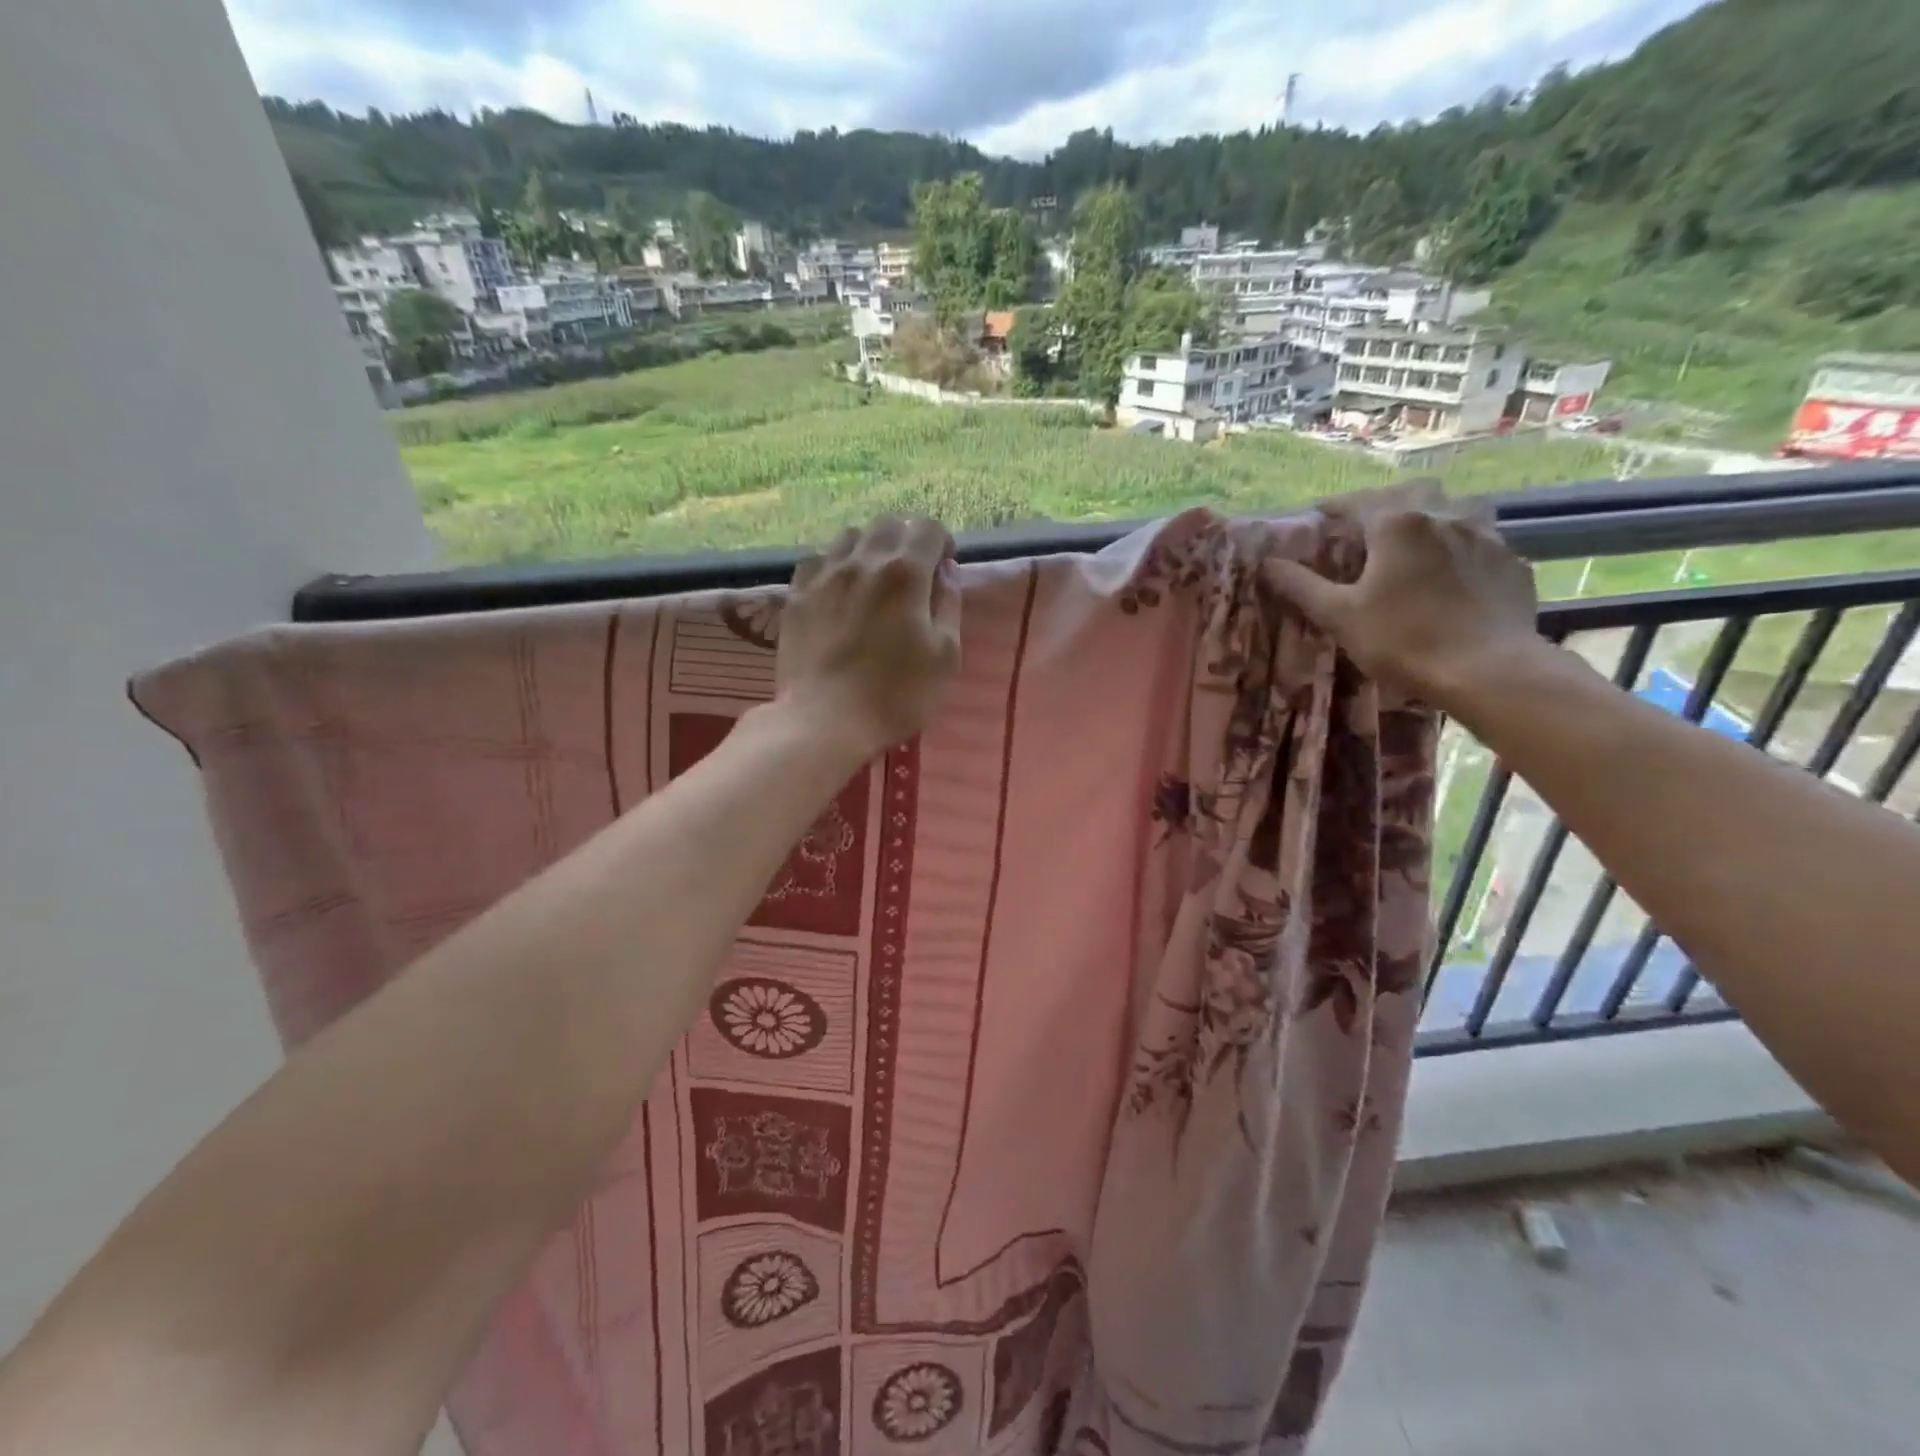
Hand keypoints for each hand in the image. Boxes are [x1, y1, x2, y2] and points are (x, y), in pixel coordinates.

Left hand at [775, 516, 960, 758]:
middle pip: (887, 524)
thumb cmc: (896, 694)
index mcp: (905, 573)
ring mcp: (823, 576)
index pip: (927, 527)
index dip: (941, 541)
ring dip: (869, 548)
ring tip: (874, 579)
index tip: (944, 567)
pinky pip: (816, 560)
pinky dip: (833, 565)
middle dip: (906, 539)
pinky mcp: (795, 596)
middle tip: (913, 572)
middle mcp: (862, 561)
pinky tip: (837, 591)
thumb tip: (946, 571)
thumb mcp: (944, 656)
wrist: (824, 720)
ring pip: (848, 536)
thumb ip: (949, 605)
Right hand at [1265, 497, 1540, 712]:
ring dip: (1429, 514)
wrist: (1487, 669)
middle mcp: (1442, 517)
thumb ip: (1302, 586)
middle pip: (1408, 493)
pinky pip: (1480, 538)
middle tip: (1366, 523)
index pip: (1356, 501)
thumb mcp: (1340, 616)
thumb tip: (1267, 564)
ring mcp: (1484, 536)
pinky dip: (1459, 543)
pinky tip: (1453, 568)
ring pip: (1452, 507)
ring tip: (1415, 537)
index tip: (1318, 515)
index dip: (1333, 507)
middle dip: (1383, 502)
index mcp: (1396, 524)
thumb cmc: (1402, 640)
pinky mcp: (1510, 561)